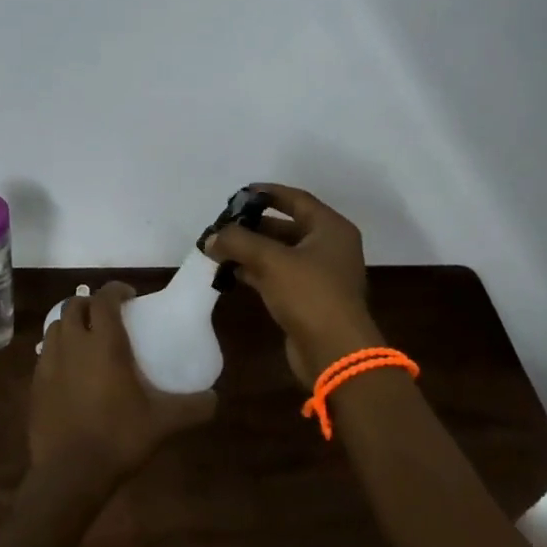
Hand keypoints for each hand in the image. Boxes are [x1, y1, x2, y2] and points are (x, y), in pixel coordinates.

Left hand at [28, 282, 216, 487]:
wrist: (69, 475)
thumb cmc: (118, 438)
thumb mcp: (164, 423)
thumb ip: (193, 407)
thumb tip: (215, 399)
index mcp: (104, 343)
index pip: (104, 298)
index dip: (116, 290)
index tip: (130, 296)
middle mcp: (73, 344)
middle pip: (74, 306)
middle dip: (91, 304)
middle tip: (109, 317)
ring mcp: (49, 364)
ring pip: (56, 327)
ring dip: (71, 324)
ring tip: (87, 340)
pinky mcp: (35, 385)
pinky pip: (45, 354)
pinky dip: (58, 351)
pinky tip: (71, 371)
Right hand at [201, 183, 384, 386]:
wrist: (335, 352)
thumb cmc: (309, 294)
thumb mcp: (271, 261)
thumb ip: (239, 242)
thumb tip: (211, 237)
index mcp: (331, 229)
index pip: (297, 200)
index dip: (268, 193)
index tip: (240, 193)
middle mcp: (329, 248)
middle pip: (287, 227)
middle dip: (254, 226)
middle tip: (223, 225)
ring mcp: (320, 275)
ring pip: (281, 254)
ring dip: (252, 251)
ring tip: (219, 249)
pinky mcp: (309, 299)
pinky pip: (279, 276)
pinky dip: (257, 272)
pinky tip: (231, 273)